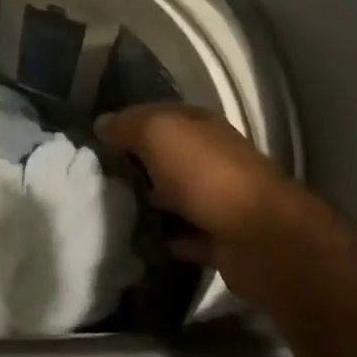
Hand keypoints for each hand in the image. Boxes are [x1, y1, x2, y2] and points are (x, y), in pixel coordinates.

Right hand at [95, 103, 316, 305]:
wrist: (260, 236)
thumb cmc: (205, 173)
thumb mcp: (158, 133)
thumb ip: (128, 125)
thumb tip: (102, 124)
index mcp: (199, 125)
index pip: (159, 115)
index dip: (129, 123)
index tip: (97, 140)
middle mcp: (212, 156)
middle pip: (168, 155)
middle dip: (138, 162)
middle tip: (99, 176)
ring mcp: (220, 198)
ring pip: (177, 194)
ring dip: (153, 201)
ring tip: (113, 209)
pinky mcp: (222, 239)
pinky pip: (187, 235)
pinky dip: (168, 238)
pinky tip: (141, 242)